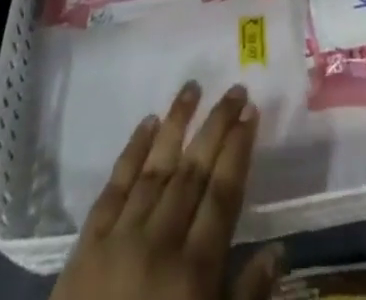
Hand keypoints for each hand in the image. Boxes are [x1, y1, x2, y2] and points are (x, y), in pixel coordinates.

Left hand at [52, 81, 283, 299]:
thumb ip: (245, 297)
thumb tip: (278, 250)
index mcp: (194, 272)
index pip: (222, 195)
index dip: (238, 151)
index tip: (251, 111)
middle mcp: (160, 243)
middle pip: (193, 172)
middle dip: (216, 126)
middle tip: (234, 89)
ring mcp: (121, 238)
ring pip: (155, 168)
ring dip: (177, 124)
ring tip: (193, 86)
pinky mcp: (87, 244)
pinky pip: (114, 187)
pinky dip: (132, 152)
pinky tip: (147, 123)